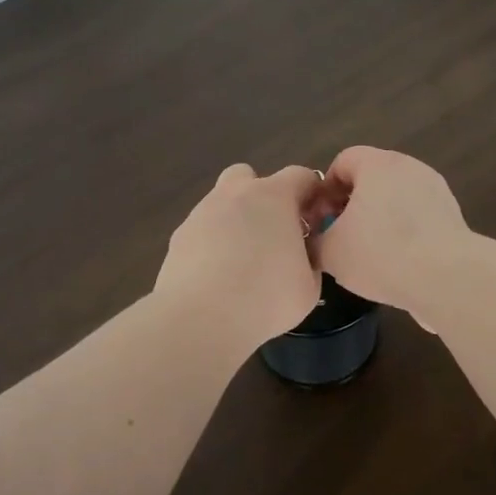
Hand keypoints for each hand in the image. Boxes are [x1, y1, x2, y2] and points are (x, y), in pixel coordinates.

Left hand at [155, 164, 324, 348]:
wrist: (200, 318)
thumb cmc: (266, 298)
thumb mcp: (310, 285)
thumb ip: (311, 258)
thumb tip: (304, 251)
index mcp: (274, 196)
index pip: (301, 176)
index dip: (312, 194)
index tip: (316, 221)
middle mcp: (235, 193)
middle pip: (251, 177)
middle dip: (263, 197)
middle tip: (274, 233)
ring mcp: (202, 212)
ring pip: (222, 202)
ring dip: (235, 220)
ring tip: (242, 261)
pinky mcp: (179, 236)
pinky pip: (203, 230)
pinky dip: (212, 243)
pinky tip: (217, 275)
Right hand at [314, 147, 471, 324]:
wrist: (447, 278)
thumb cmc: (380, 254)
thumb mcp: (330, 252)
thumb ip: (315, 239)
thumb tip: (317, 238)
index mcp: (378, 164)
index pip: (343, 161)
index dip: (325, 189)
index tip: (321, 220)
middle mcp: (409, 167)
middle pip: (371, 179)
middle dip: (352, 205)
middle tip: (341, 238)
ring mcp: (436, 190)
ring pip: (396, 199)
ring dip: (380, 220)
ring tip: (370, 256)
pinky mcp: (453, 215)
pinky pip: (418, 218)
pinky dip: (405, 234)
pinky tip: (398, 264)